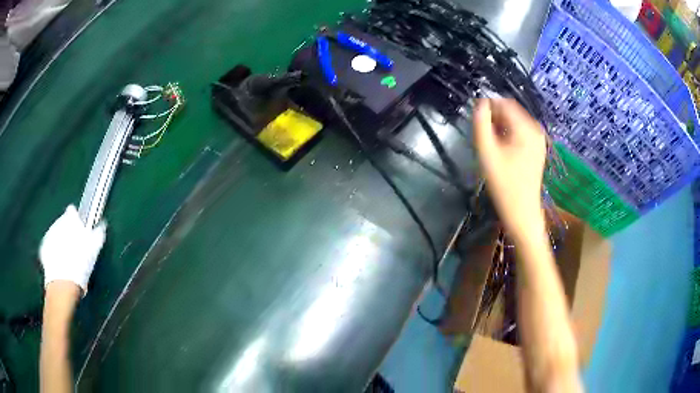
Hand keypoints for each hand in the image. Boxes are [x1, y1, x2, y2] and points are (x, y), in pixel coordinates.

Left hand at [39, 205, 105, 294]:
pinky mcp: (44, 248)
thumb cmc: (80, 265)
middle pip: (64, 223)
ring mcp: (49, 235)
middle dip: (69, 232)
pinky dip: (54, 252)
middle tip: (76, 248)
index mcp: (70, 218)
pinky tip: (60, 264)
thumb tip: (102, 226)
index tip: (81, 230)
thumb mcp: (94, 249)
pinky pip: (50, 247)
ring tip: (69, 258)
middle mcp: (58, 222)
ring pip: (56, 234)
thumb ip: (97, 234)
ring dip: (61, 242)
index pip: (73, 211)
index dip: (77, 220)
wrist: (63, 283)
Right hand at [473, 98, 546, 236]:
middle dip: (495, 118)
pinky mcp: (537, 148)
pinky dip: (509, 135)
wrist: (522, 211)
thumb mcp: (487, 152)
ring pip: (514, 121)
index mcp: (526, 127)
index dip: (488, 106)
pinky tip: (502, 150)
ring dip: (500, 127)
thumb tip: (480, 103)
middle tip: (483, 136)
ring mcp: (538, 139)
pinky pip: (520, 132)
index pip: (504, 103)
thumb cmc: (504, 184)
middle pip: (511, 111)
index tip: (476, 120)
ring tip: (492, 145)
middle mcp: (536, 129)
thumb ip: (481, 124)